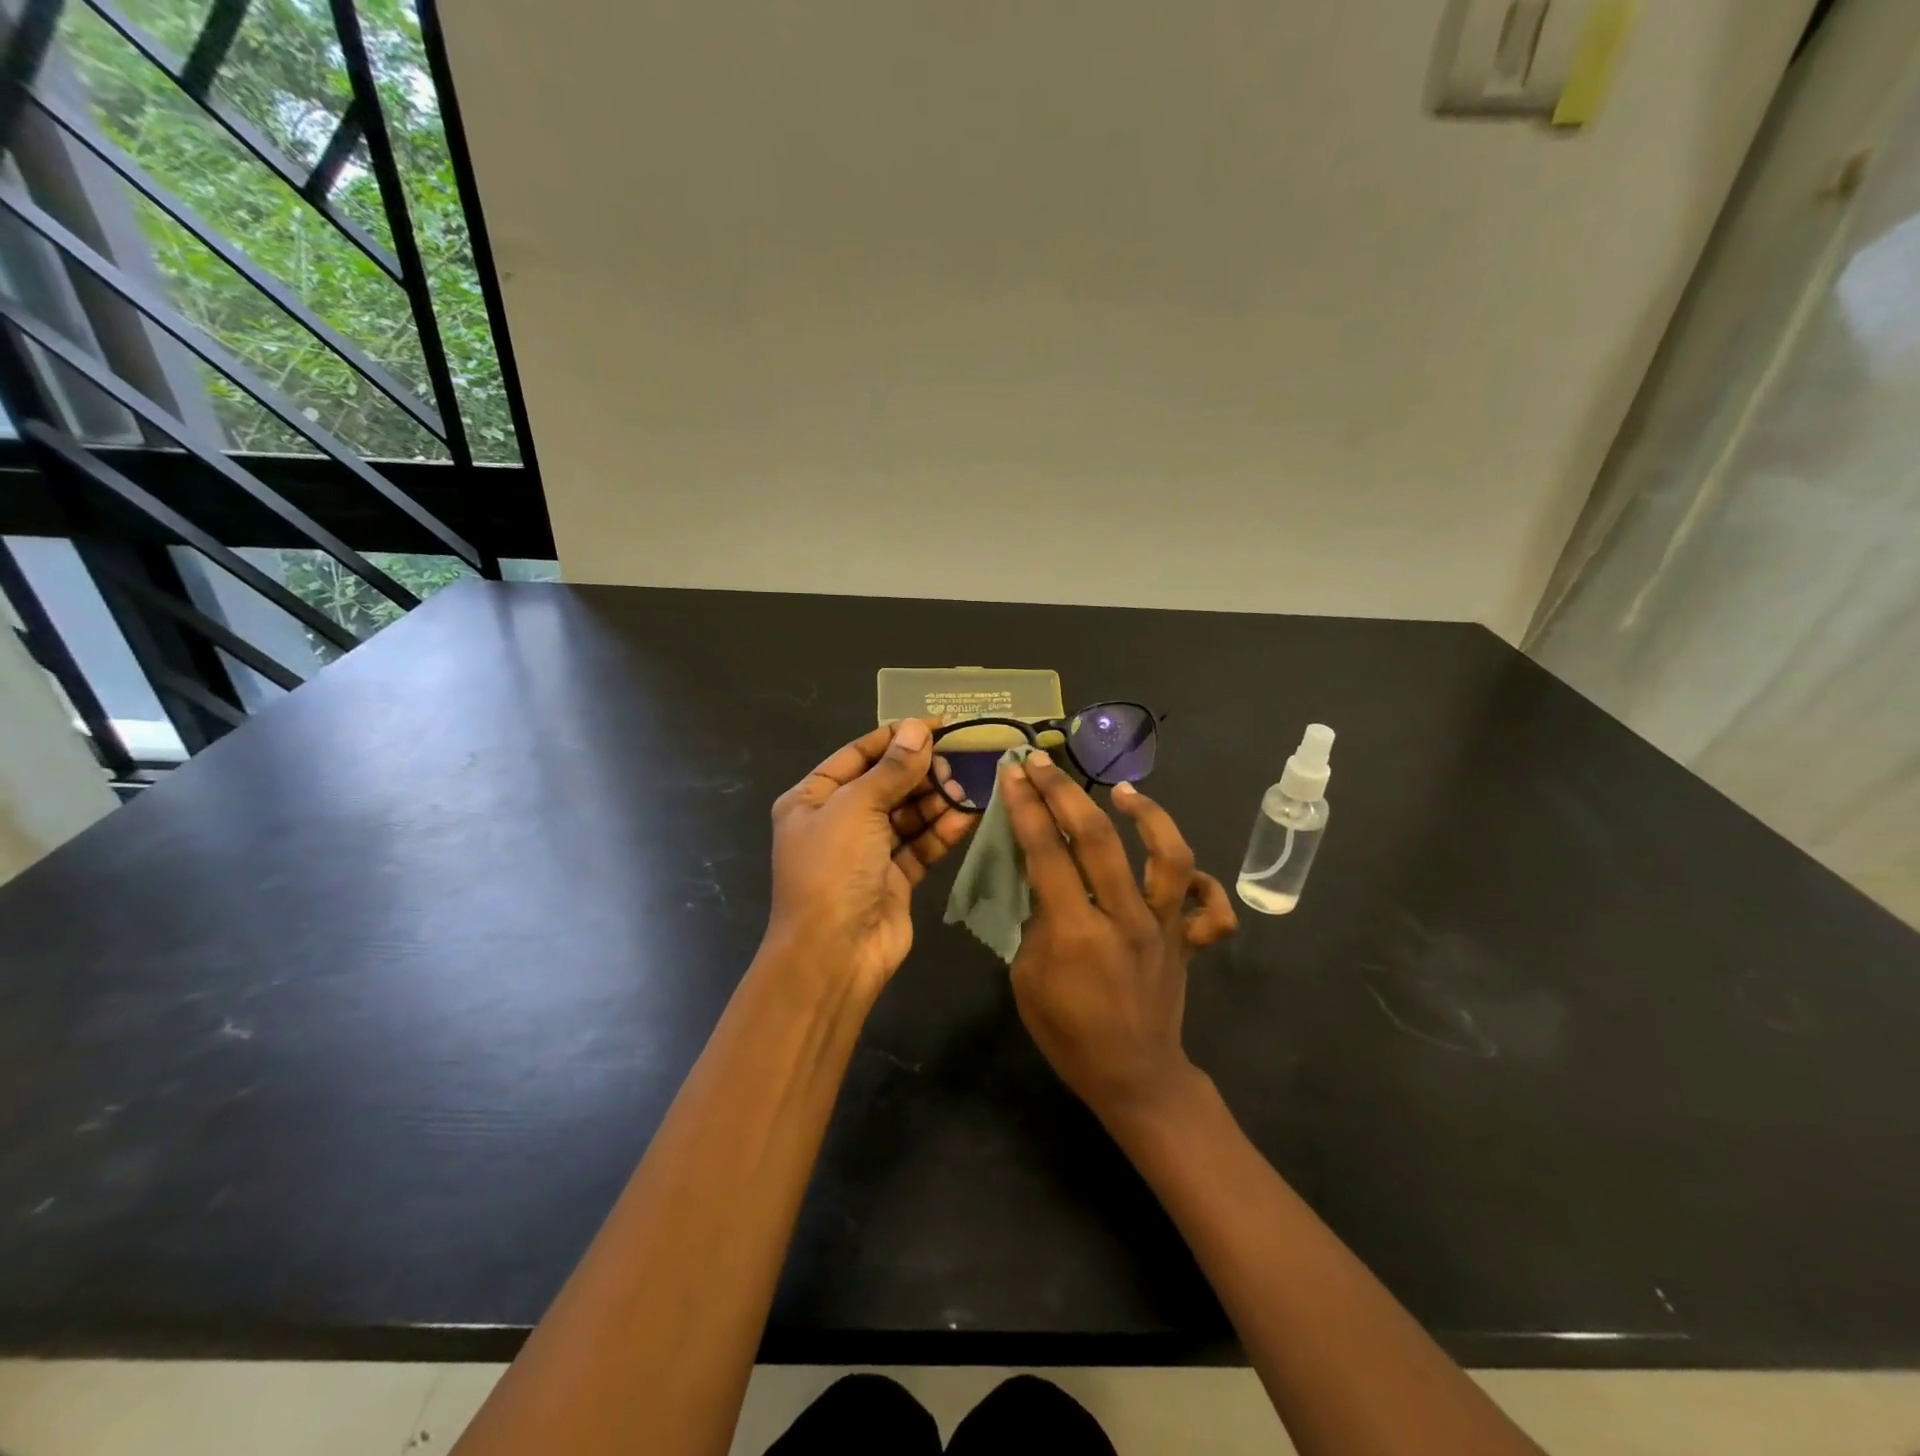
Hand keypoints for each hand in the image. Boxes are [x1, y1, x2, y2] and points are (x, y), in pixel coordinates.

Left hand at [766, 719, 975, 994]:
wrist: (834, 954)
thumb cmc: (833, 869)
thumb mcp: (857, 808)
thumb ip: (892, 769)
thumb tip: (918, 727)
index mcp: (812, 798)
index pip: (858, 754)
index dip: (897, 737)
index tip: (939, 724)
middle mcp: (838, 821)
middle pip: (886, 783)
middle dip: (921, 771)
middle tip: (956, 763)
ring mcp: (866, 851)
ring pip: (907, 814)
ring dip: (935, 800)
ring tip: (963, 790)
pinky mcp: (894, 878)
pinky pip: (920, 845)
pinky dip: (941, 831)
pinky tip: (967, 816)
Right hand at [999, 752, 1237, 1126]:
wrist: (1134, 1078)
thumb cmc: (1068, 1033)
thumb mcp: (1027, 978)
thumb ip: (1034, 920)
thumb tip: (1041, 874)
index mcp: (1075, 932)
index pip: (1047, 853)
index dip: (1027, 808)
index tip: (1014, 775)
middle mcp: (1125, 918)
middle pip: (1097, 838)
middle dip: (1065, 793)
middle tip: (1043, 764)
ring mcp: (1165, 927)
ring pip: (1169, 855)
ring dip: (1148, 815)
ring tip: (1124, 792)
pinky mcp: (1189, 940)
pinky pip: (1210, 904)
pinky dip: (1200, 880)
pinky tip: (1172, 861)